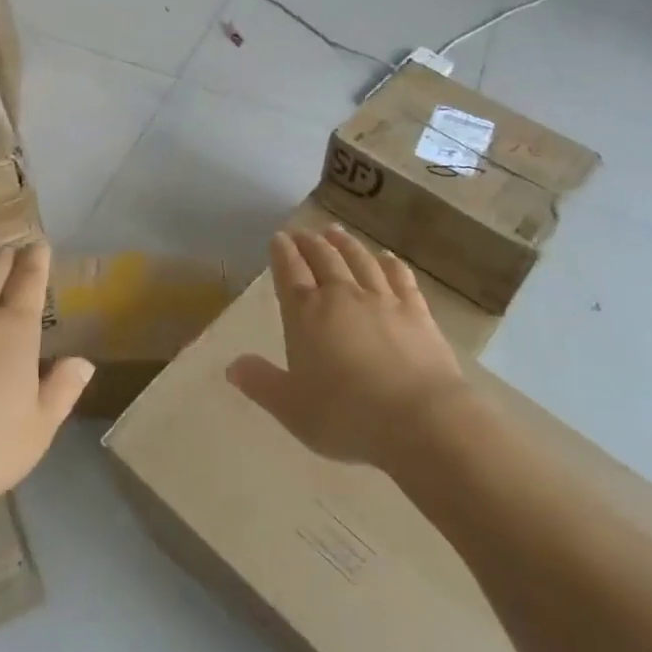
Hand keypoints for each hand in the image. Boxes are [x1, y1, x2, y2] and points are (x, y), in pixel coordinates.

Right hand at [228, 227, 466, 470]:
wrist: (419, 419)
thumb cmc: (346, 416)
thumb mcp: (291, 408)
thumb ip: (261, 383)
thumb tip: (232, 366)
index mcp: (306, 314)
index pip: (290, 272)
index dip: (282, 253)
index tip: (278, 238)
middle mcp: (342, 296)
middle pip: (323, 258)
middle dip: (309, 243)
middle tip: (302, 232)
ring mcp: (382, 300)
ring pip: (359, 260)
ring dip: (345, 244)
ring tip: (335, 232)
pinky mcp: (417, 312)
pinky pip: (400, 277)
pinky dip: (390, 263)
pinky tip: (386, 257)